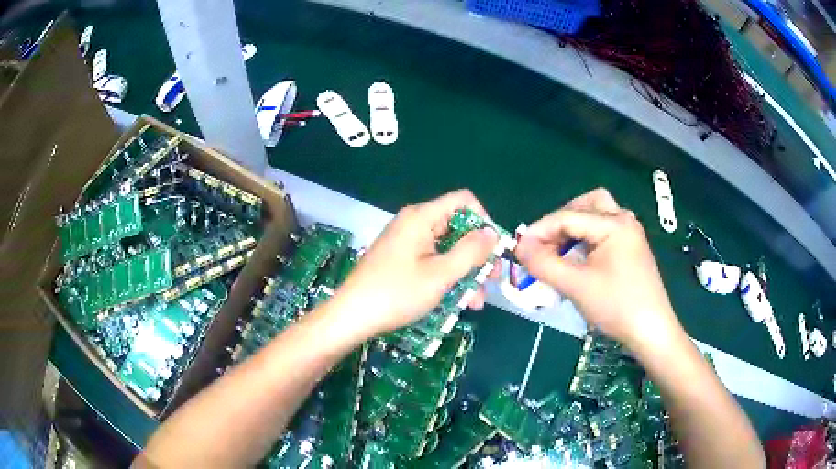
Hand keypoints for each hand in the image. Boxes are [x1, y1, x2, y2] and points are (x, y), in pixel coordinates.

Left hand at [329, 190, 499, 338]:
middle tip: (492, 281)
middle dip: (477, 255)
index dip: (484, 221)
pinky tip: (457, 301)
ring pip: (446, 249)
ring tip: (475, 302)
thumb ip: (470, 252)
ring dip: (465, 272)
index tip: (493, 250)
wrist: (351, 316)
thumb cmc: (396, 294)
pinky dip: (447, 277)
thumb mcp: (440, 274)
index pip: (463, 201)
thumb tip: (492, 233)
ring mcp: (406, 242)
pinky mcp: (400, 260)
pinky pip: (432, 261)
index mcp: (421, 217)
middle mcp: (414, 223)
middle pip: (457, 227)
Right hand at [514, 188, 681, 349]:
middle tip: (545, 243)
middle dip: (561, 220)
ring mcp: (630, 234)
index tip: (519, 249)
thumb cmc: (616, 306)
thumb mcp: (576, 286)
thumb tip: (519, 248)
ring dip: (575, 227)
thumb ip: (544, 264)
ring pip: (597, 215)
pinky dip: (587, 238)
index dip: (539, 231)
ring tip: (559, 250)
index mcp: (614, 224)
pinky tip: (579, 259)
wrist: (651, 331)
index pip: (567, 217)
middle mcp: (624, 221)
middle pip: (586, 204)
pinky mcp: (632, 249)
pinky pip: (604, 231)